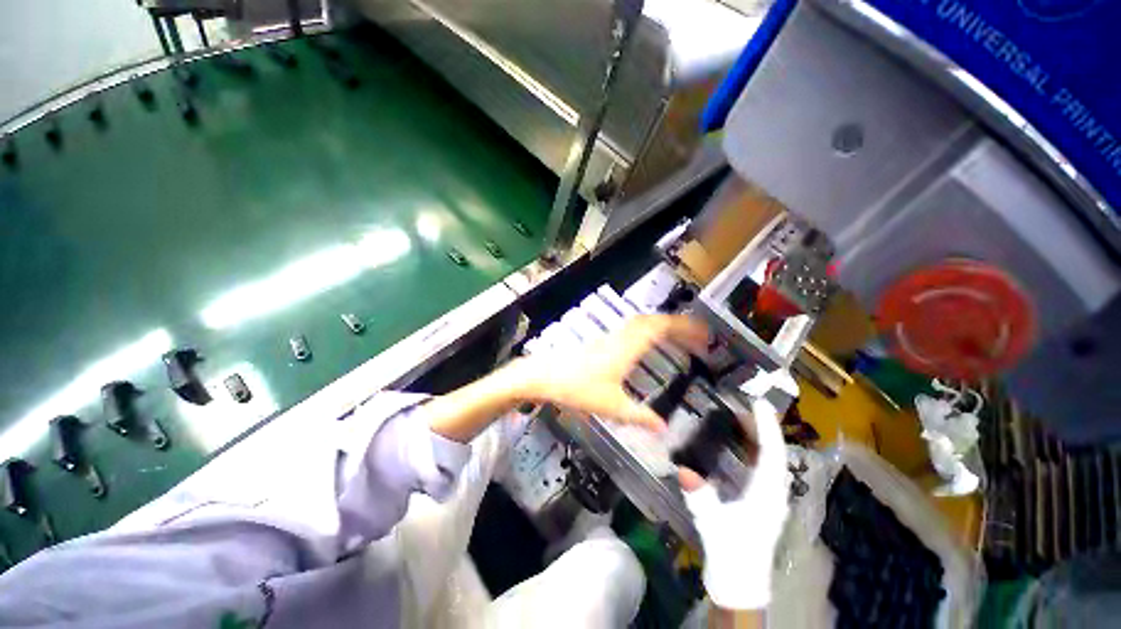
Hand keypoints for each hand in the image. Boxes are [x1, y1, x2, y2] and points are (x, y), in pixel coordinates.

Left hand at [519, 315, 709, 431]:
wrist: (545, 376)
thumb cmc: (576, 388)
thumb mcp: (611, 406)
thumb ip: (639, 417)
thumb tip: (663, 427)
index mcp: (627, 348)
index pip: (660, 327)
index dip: (684, 326)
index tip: (704, 333)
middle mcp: (621, 337)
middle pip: (653, 321)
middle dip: (678, 325)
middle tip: (697, 337)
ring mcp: (610, 337)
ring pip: (642, 323)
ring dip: (662, 327)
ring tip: (680, 339)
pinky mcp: (602, 341)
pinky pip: (632, 330)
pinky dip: (648, 332)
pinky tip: (649, 346)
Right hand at [679, 392, 788, 611]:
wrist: (740, 582)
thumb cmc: (730, 553)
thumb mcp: (713, 524)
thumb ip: (701, 498)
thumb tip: (684, 471)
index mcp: (767, 495)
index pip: (771, 454)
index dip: (766, 427)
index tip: (759, 404)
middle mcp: (774, 493)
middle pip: (774, 453)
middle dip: (763, 427)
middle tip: (746, 404)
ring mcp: (769, 498)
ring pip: (770, 460)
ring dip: (759, 438)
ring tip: (743, 419)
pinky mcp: (762, 503)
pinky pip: (762, 468)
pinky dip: (754, 451)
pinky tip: (741, 447)